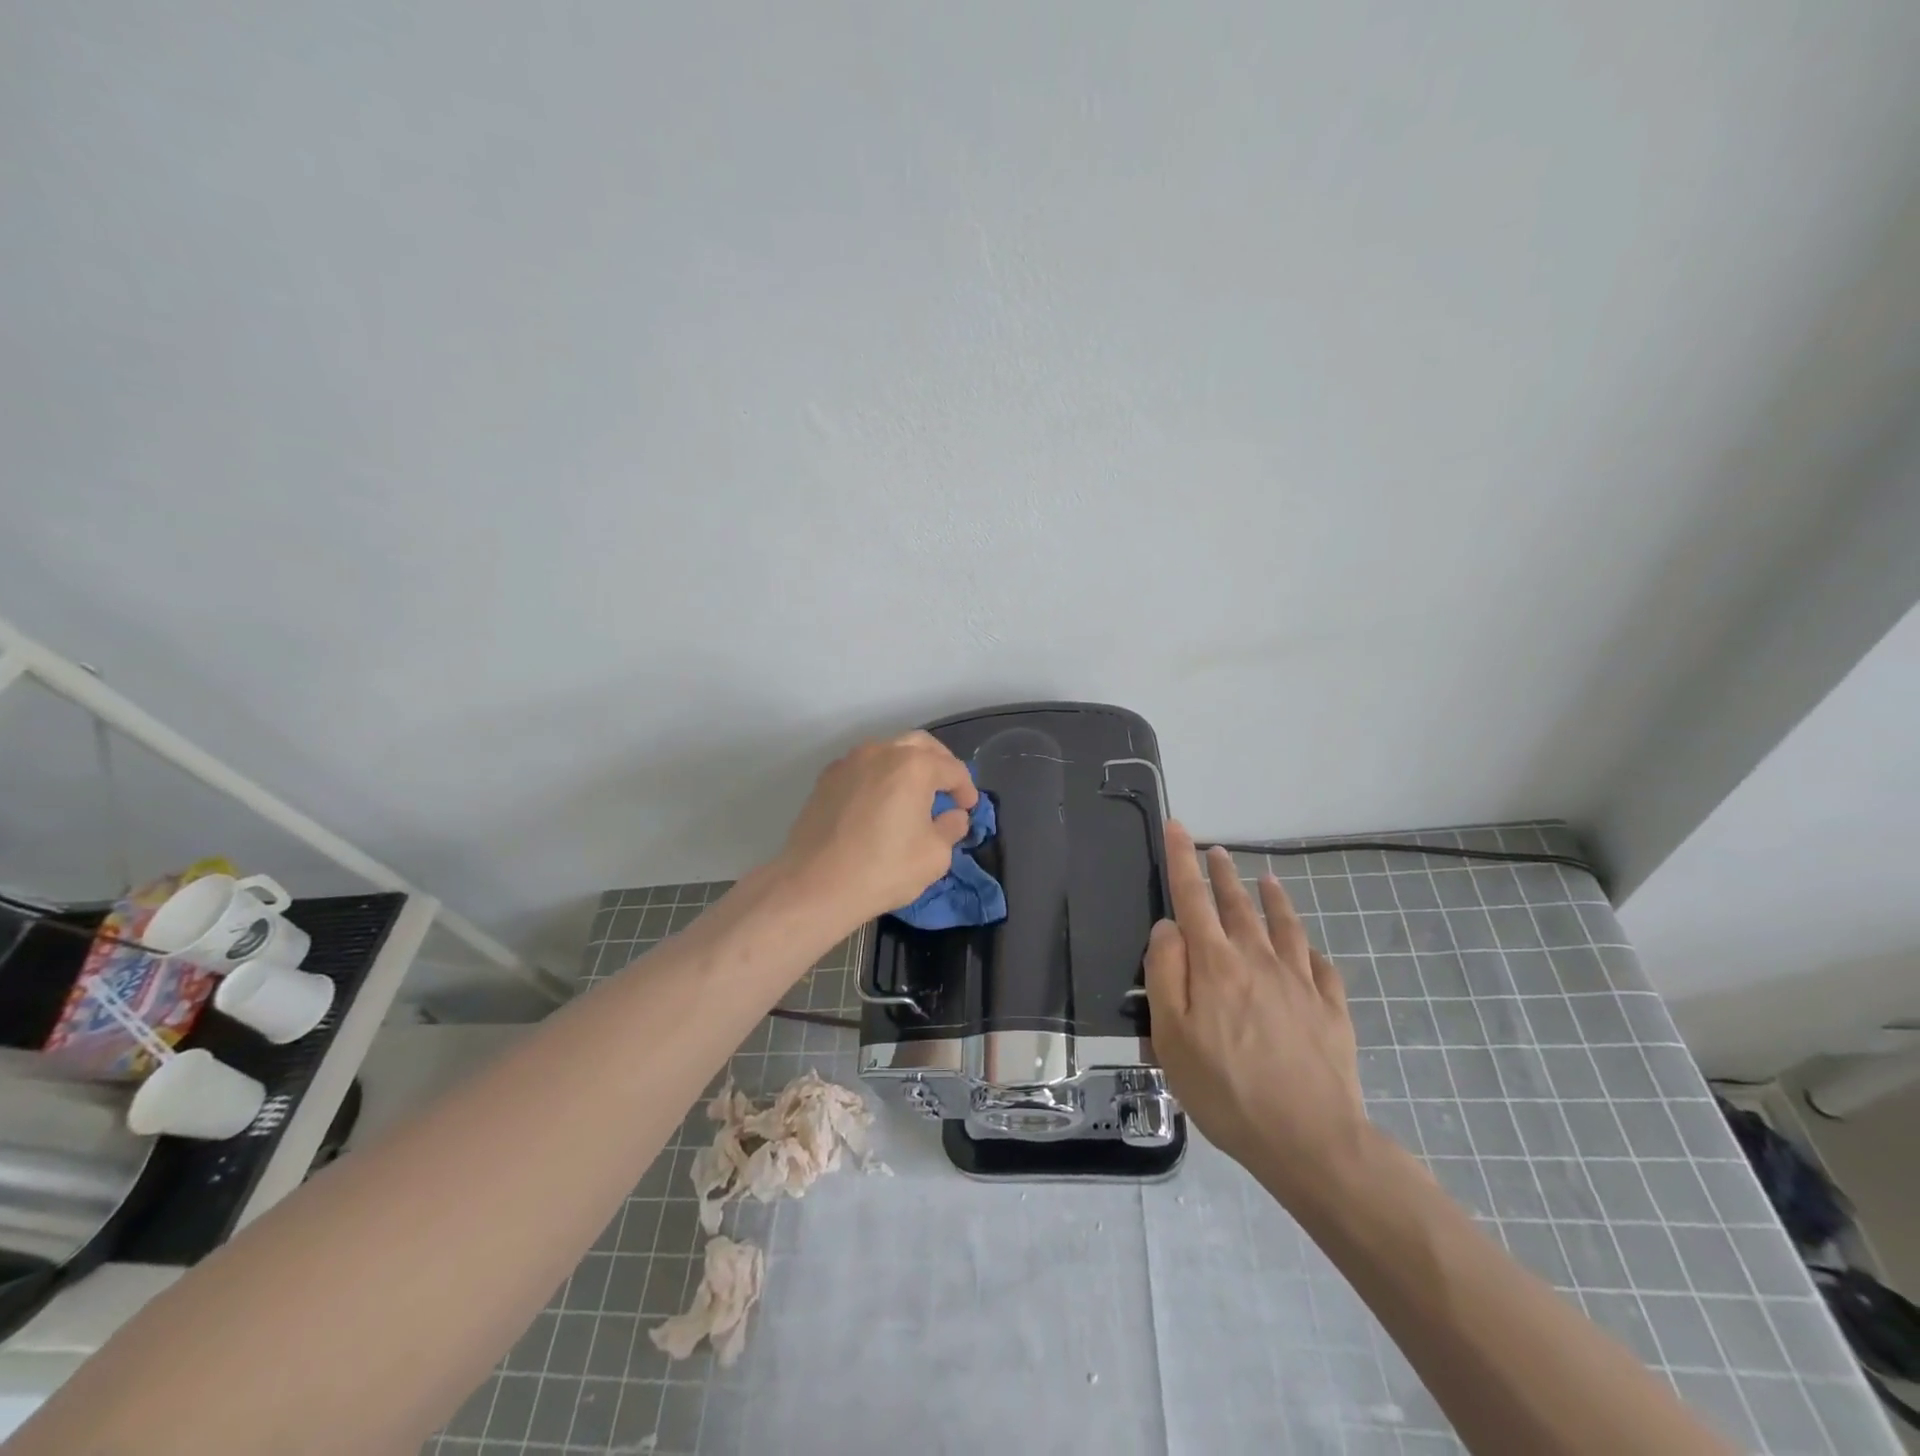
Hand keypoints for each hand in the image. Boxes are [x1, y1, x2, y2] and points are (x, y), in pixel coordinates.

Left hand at [777, 731, 978, 927]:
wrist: (815, 885)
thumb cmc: (884, 869)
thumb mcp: (935, 855)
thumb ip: (951, 828)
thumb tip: (953, 815)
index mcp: (914, 765)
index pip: (952, 768)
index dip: (966, 788)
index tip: (968, 808)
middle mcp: (881, 752)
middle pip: (920, 745)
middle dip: (940, 764)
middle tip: (947, 789)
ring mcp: (849, 762)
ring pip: (888, 751)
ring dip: (907, 766)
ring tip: (914, 793)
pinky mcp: (826, 778)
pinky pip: (863, 767)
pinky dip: (879, 776)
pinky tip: (880, 802)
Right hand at [1145, 822, 1371, 1205]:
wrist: (1311, 1140)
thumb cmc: (1226, 1089)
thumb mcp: (1172, 1036)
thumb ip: (1165, 973)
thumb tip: (1168, 927)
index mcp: (1216, 964)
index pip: (1192, 898)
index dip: (1181, 860)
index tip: (1177, 827)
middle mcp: (1259, 959)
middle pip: (1237, 905)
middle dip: (1222, 873)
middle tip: (1216, 850)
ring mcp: (1300, 982)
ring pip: (1283, 926)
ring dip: (1271, 898)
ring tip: (1265, 878)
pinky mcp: (1331, 1009)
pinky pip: (1320, 965)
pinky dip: (1309, 947)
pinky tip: (1308, 946)